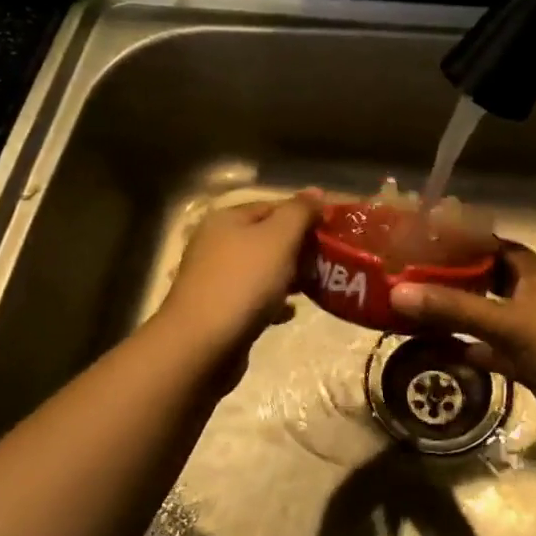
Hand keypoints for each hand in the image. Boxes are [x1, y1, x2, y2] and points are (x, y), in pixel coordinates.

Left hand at [157, 190, 322, 357]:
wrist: (203, 344)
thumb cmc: (244, 282)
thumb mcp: (279, 238)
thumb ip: (299, 212)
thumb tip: (316, 191)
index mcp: (227, 219)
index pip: (273, 206)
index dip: (304, 215)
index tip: (332, 232)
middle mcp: (216, 243)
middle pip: (266, 238)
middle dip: (298, 248)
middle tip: (328, 261)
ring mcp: (215, 278)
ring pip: (261, 269)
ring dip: (288, 276)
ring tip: (314, 285)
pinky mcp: (219, 310)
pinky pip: (253, 298)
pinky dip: (273, 302)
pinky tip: (290, 312)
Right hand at [390, 245, 535, 424]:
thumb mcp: (508, 322)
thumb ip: (454, 308)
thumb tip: (398, 292)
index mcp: (532, 271)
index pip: (489, 246)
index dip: (457, 243)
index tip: (418, 244)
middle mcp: (531, 294)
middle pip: (483, 281)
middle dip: (448, 282)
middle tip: (405, 281)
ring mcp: (531, 329)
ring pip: (485, 317)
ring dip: (455, 317)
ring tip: (411, 313)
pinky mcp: (530, 361)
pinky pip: (491, 350)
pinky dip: (469, 349)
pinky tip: (437, 351)